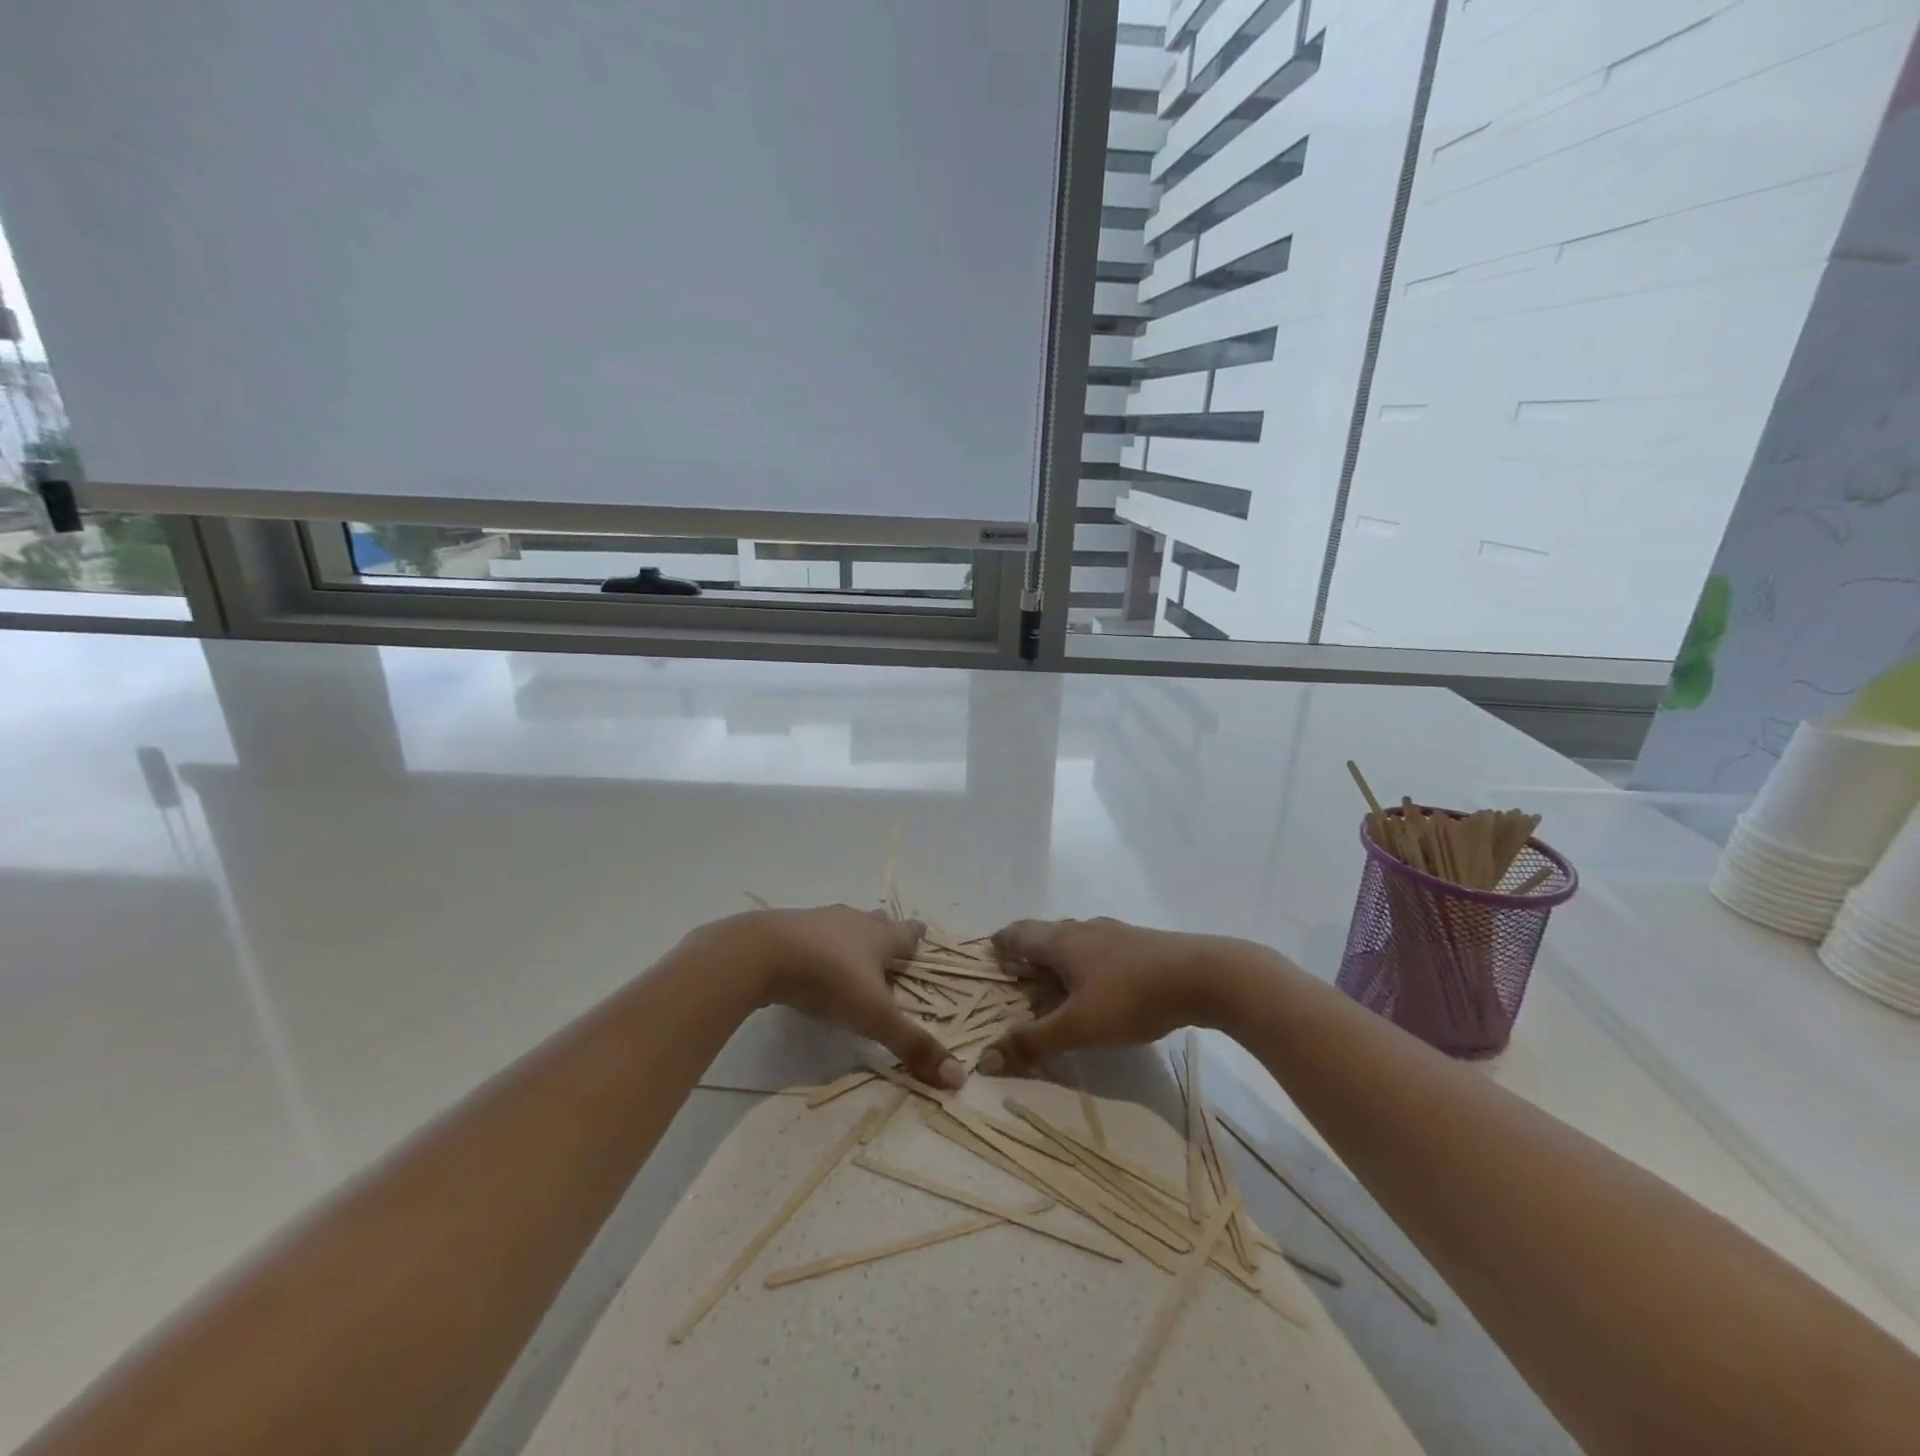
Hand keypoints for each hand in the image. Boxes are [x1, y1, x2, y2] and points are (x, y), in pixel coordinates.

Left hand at [700, 906, 965, 1088]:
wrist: (761, 953)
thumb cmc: (829, 979)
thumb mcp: (874, 1016)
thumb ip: (912, 1044)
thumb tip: (959, 1077)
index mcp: (879, 936)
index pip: (907, 933)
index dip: (916, 936)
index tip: (922, 934)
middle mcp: (852, 921)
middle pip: (876, 923)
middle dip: (885, 935)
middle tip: (890, 950)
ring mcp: (817, 921)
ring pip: (842, 927)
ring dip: (849, 941)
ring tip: (851, 959)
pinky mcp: (785, 930)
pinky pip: (810, 936)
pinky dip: (817, 948)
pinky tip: (809, 965)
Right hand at [979, 917, 1236, 1074]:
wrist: (1204, 975)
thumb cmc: (1131, 996)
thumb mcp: (1079, 1026)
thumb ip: (1033, 1042)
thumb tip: (985, 1058)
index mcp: (1062, 941)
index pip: (1020, 933)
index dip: (1002, 942)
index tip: (990, 951)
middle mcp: (1085, 931)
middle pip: (1047, 933)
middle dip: (1029, 949)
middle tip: (1018, 970)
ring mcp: (1117, 935)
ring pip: (1077, 941)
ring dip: (1060, 956)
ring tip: (1056, 980)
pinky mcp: (1143, 946)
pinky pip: (1102, 950)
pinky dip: (1088, 964)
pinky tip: (1101, 984)